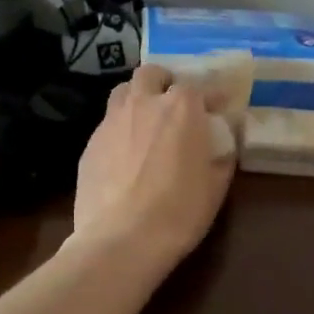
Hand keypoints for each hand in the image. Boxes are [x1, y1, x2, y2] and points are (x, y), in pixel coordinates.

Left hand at [72, 64, 235, 275]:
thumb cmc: (179, 211)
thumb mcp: (216, 186)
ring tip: (145, 120)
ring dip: (137, 98)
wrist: (121, 239)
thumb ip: (222, 156)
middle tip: (173, 103)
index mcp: (181, 108)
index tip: (218, 108)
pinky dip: (120, 129)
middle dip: (164, 82)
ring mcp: (111, 121)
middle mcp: (144, 104)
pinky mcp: (90, 144)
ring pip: (123, 92)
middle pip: (152, 74)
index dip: (210, 96)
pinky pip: (107, 124)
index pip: (199, 86)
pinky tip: (125, 154)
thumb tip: (224, 143)